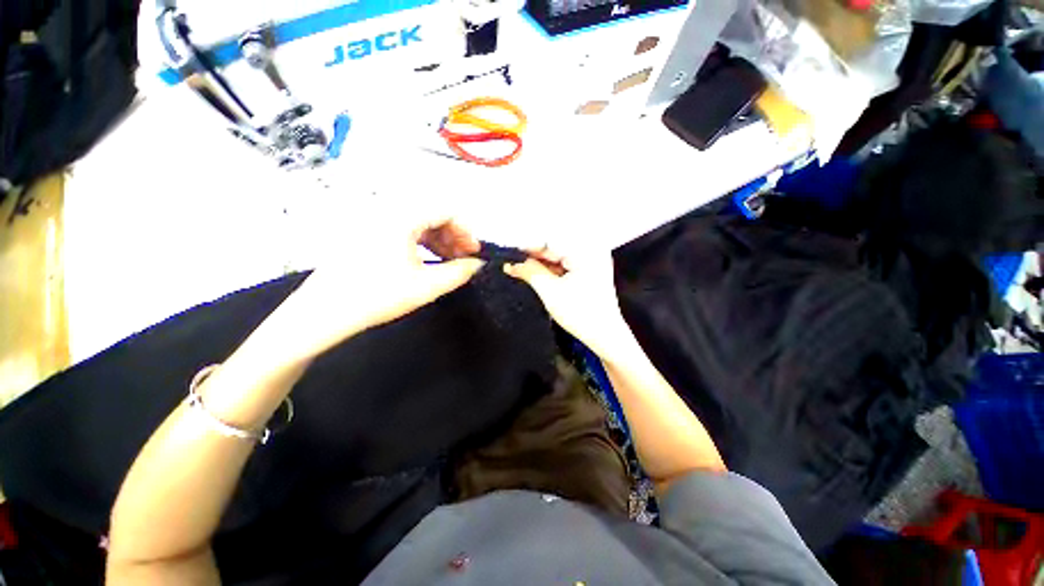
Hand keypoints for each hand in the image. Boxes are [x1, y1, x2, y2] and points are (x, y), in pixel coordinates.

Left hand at [278, 219, 484, 358]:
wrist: (325, 313)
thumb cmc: (376, 296)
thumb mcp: (426, 286)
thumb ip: (459, 273)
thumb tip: (477, 265)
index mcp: (401, 218)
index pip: (445, 211)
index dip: (465, 230)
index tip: (473, 251)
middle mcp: (386, 213)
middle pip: (432, 215)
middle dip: (453, 236)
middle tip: (464, 258)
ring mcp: (374, 223)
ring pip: (418, 223)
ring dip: (439, 240)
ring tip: (448, 261)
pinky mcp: (367, 235)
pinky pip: (404, 231)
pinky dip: (422, 243)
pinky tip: (428, 261)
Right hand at [504, 247, 633, 358]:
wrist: (605, 336)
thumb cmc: (579, 314)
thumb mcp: (550, 291)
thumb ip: (530, 272)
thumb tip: (511, 263)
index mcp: (585, 251)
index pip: (550, 240)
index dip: (527, 246)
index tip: (509, 251)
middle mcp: (591, 249)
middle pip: (555, 246)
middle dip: (534, 255)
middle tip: (511, 261)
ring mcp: (593, 259)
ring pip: (559, 255)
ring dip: (541, 262)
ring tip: (519, 268)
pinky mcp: (590, 269)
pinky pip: (566, 263)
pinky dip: (551, 268)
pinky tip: (537, 273)